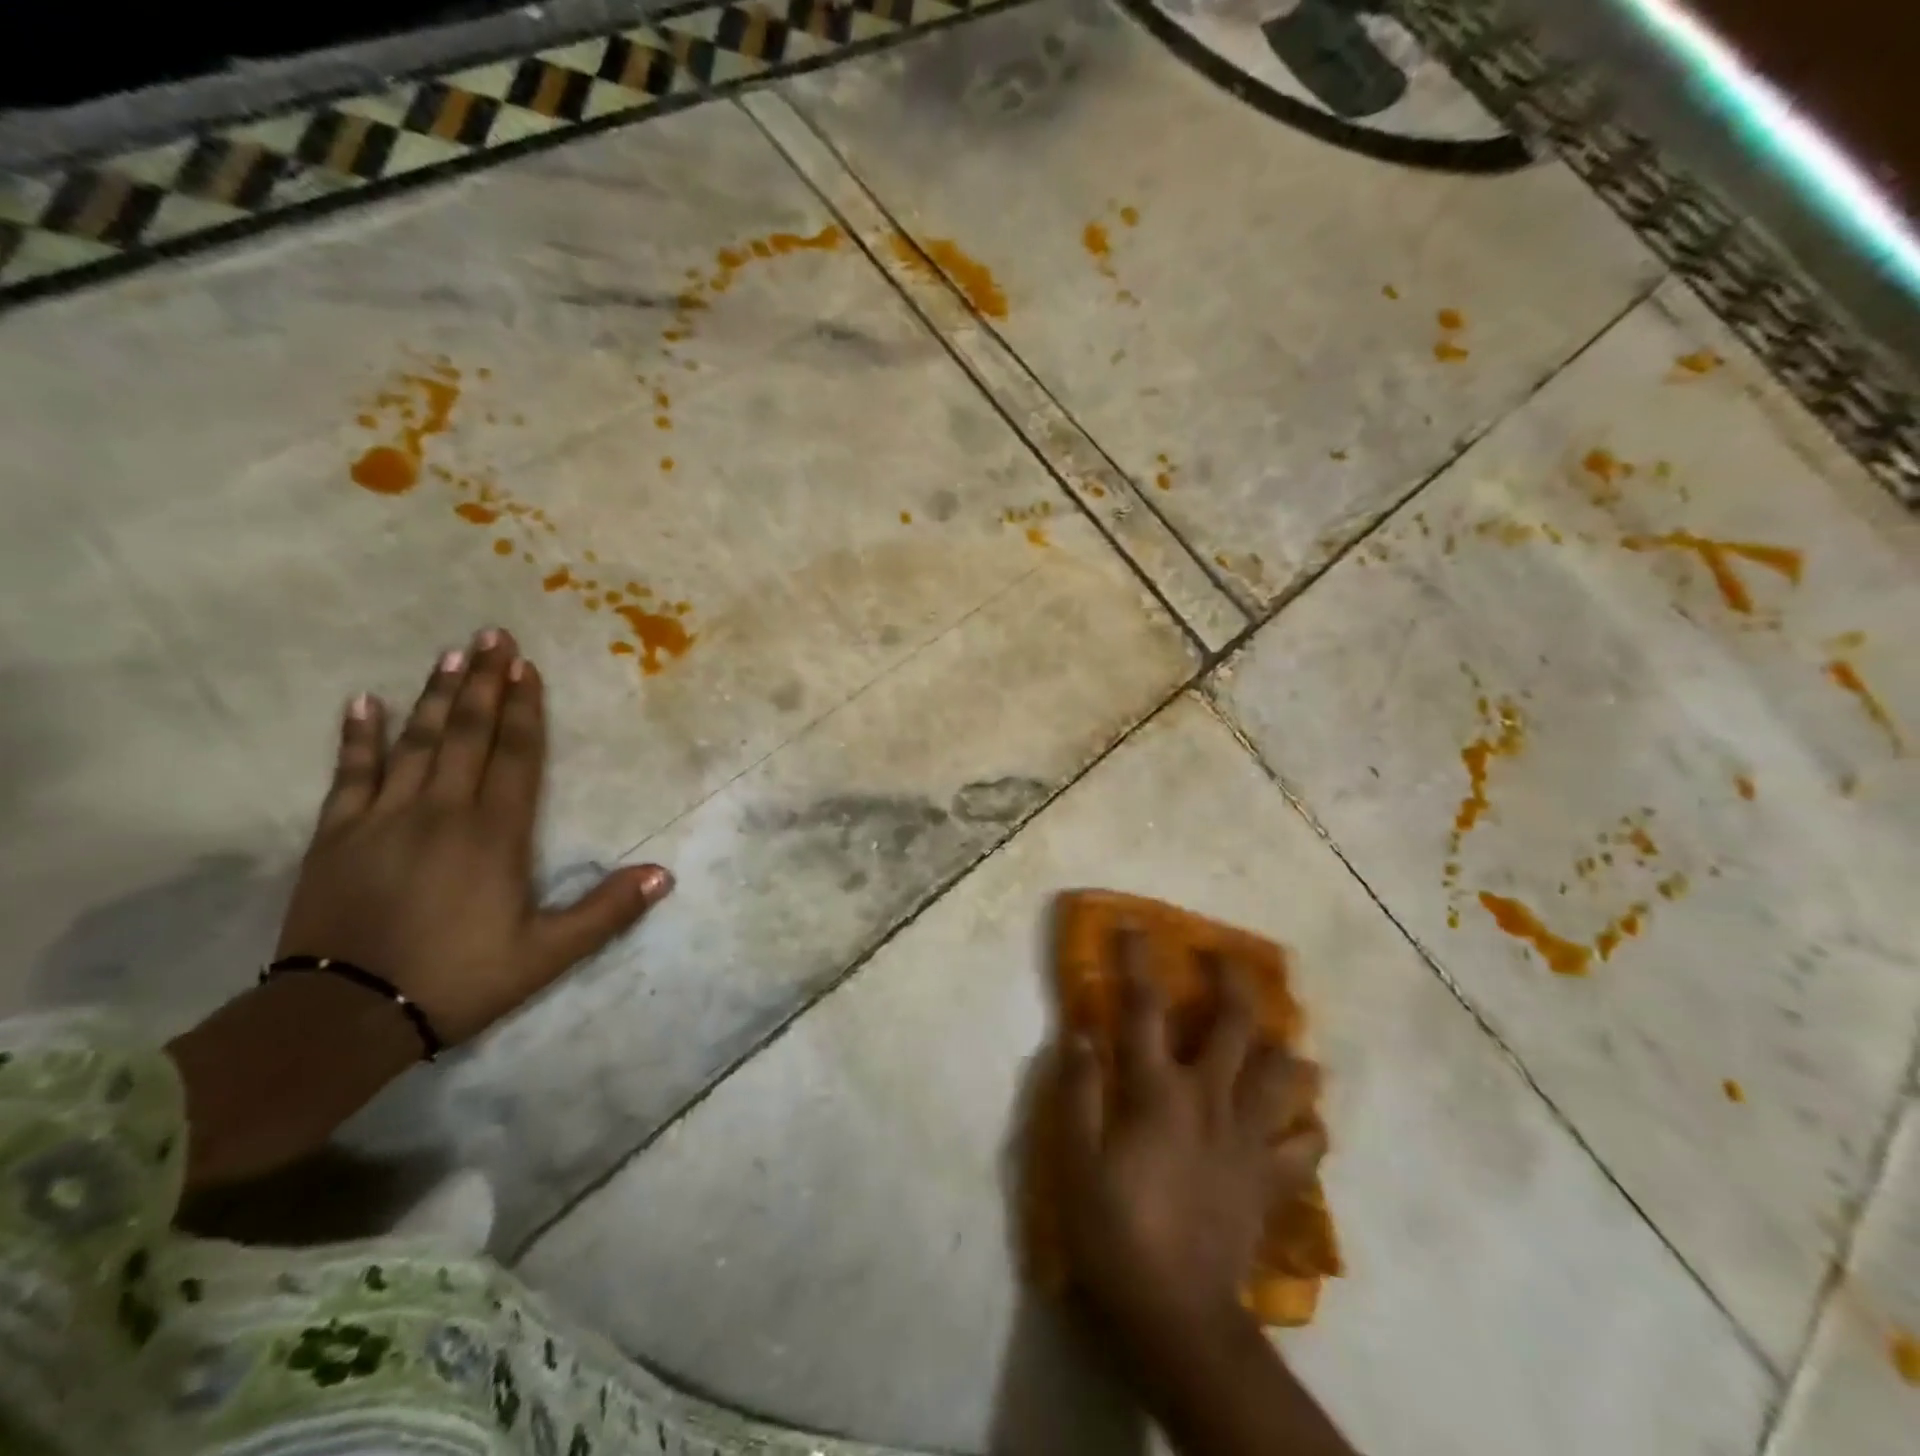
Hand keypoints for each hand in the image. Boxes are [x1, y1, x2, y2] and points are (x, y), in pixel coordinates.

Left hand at [275, 627, 672, 1046]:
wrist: (344, 1016)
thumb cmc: (458, 980)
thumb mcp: (547, 955)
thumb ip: (607, 911)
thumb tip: (665, 874)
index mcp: (495, 834)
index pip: (517, 756)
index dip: (525, 710)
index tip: (526, 667)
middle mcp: (443, 811)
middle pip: (469, 734)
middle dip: (485, 683)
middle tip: (492, 635)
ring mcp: (385, 818)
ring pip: (417, 742)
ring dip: (437, 696)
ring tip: (451, 655)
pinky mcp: (338, 835)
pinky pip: (350, 774)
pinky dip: (357, 737)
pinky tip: (363, 703)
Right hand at [1054, 932, 1325, 1360]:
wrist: (1176, 1316)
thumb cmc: (1115, 1230)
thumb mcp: (1074, 1159)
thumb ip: (1078, 1090)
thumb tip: (1082, 1032)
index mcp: (1159, 1091)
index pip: (1144, 1008)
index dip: (1137, 960)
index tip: (1134, 924)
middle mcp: (1211, 1100)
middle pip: (1236, 1025)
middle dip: (1233, 981)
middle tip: (1226, 956)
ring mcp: (1249, 1140)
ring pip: (1285, 1076)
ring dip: (1284, 1049)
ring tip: (1279, 1037)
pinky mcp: (1271, 1181)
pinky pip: (1305, 1145)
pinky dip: (1306, 1126)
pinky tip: (1299, 1118)